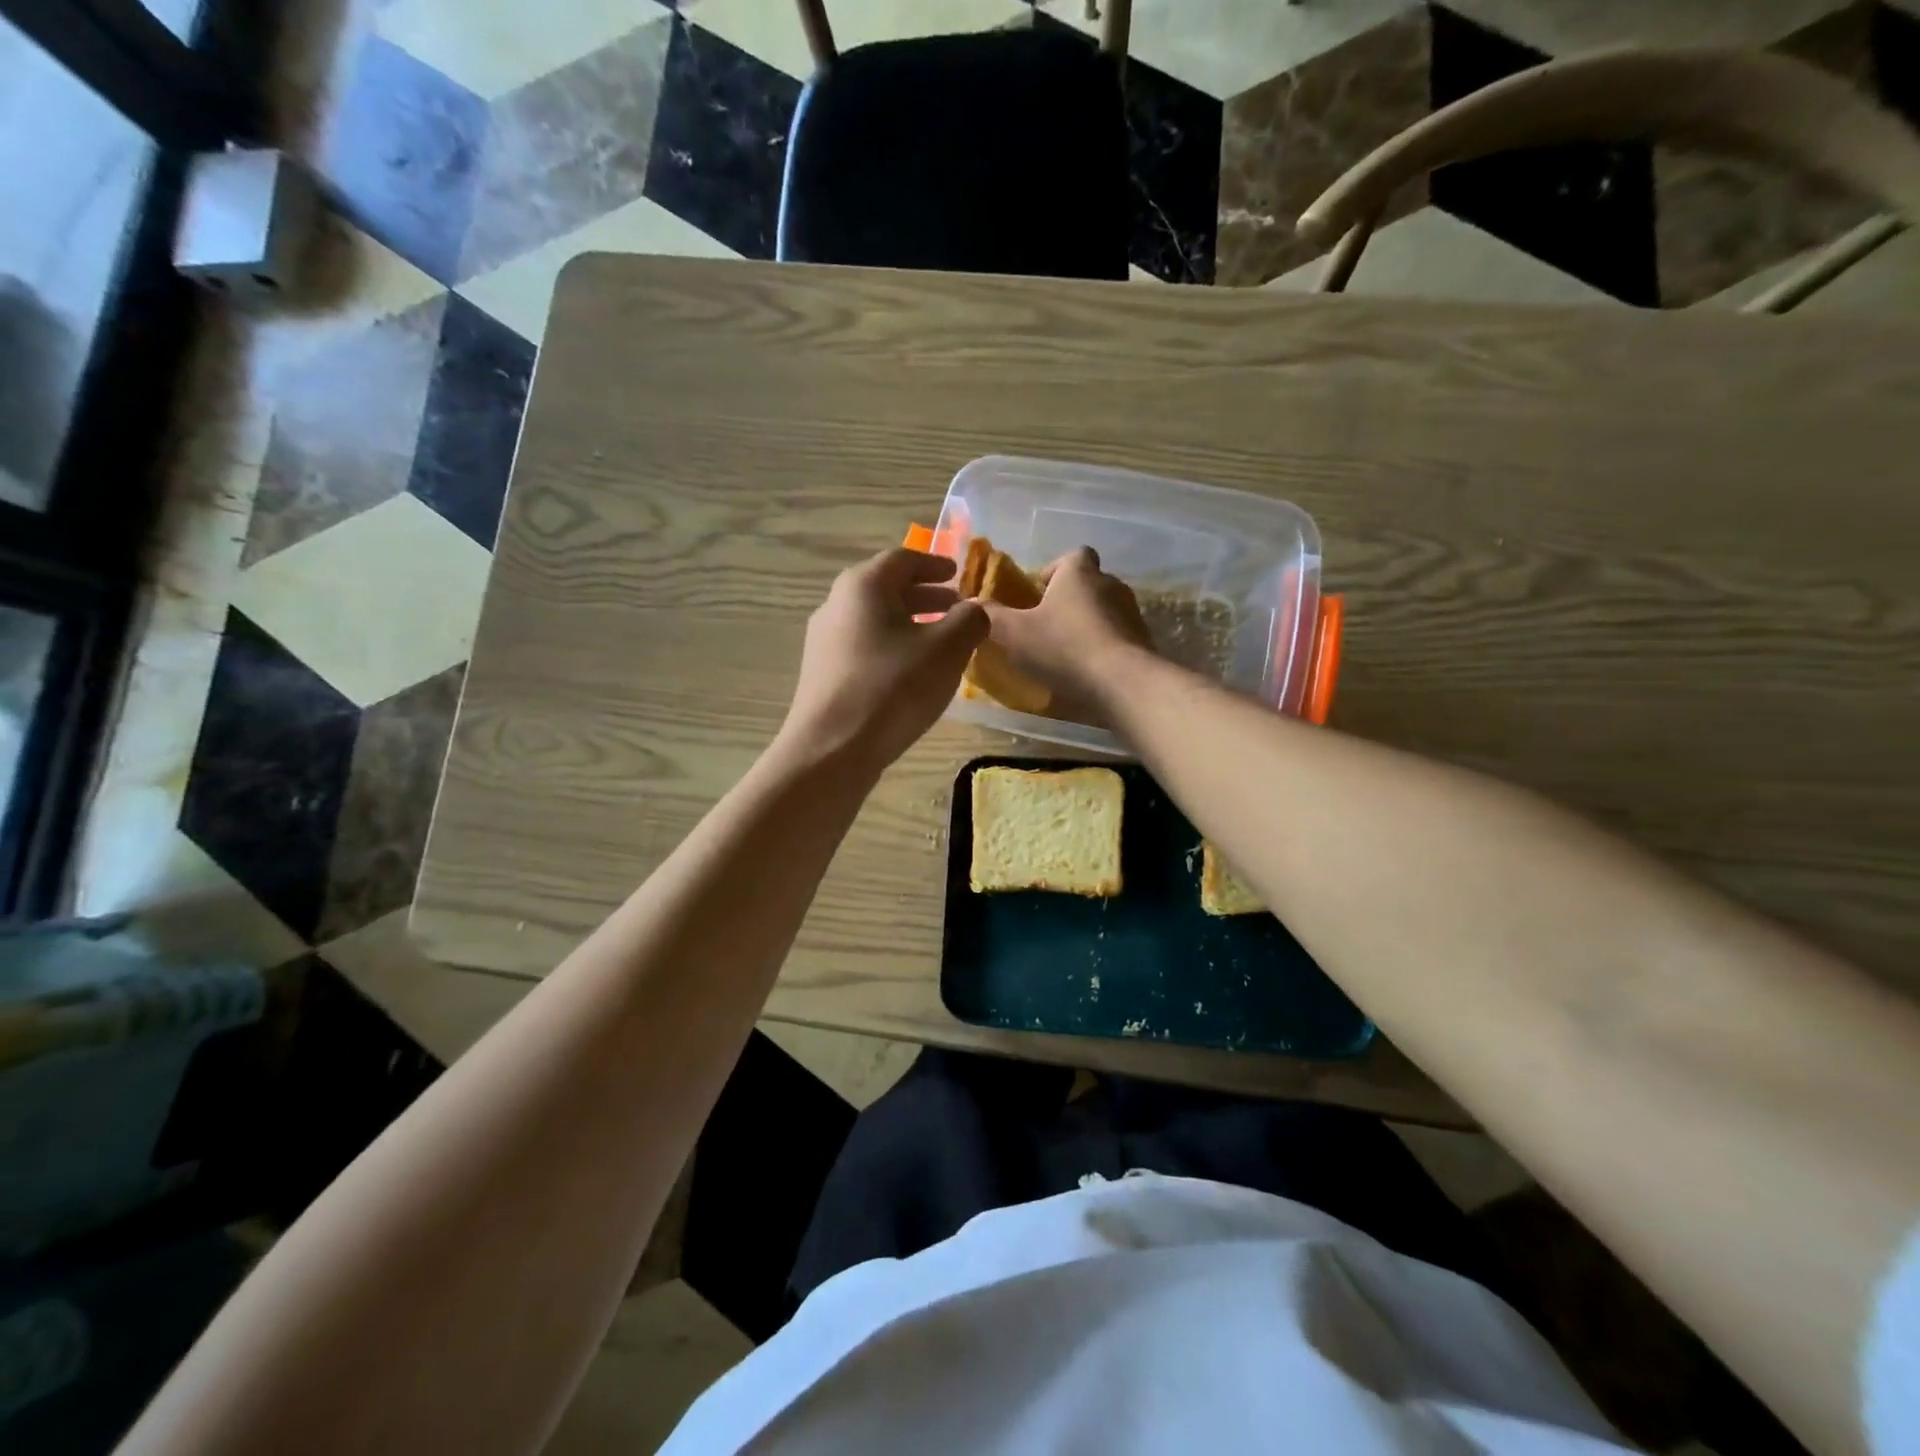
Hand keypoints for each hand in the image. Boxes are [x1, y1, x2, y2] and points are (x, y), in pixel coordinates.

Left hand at [780, 548, 989, 772]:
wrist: (832, 749)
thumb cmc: (892, 688)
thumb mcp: (947, 650)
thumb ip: (969, 620)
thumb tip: (976, 610)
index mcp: (863, 586)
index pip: (903, 559)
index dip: (935, 564)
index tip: (957, 573)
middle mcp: (836, 605)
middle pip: (886, 589)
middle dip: (926, 596)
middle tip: (957, 608)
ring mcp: (824, 642)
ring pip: (875, 621)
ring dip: (910, 625)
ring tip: (941, 643)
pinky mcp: (823, 674)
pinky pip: (865, 648)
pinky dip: (893, 648)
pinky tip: (913, 674)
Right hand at [981, 547, 1154, 719]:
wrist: (1123, 683)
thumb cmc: (1064, 648)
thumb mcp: (1013, 633)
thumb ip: (990, 617)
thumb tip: (970, 604)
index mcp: (1079, 572)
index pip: (1071, 556)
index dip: (1053, 572)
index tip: (1037, 596)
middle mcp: (1110, 584)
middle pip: (1087, 584)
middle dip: (1067, 602)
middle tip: (1045, 627)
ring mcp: (1131, 613)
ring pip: (1103, 611)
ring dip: (1086, 626)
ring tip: (1065, 653)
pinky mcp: (1143, 641)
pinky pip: (1117, 637)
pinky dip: (1103, 648)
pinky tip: (1087, 672)